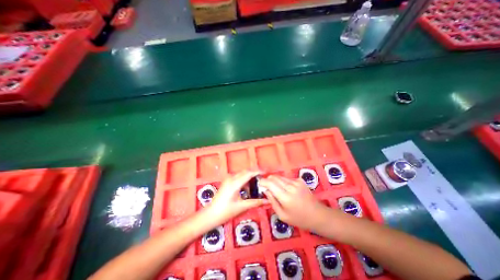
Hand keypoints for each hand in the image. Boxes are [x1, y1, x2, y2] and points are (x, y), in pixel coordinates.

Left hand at [205, 170, 267, 223]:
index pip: (249, 173)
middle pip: (246, 172)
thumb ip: (255, 202)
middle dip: (255, 173)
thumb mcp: (242, 207)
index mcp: (235, 183)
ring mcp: (228, 179)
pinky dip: (245, 179)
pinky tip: (248, 187)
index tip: (267, 173)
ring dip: (250, 176)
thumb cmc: (226, 211)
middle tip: (264, 178)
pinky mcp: (227, 181)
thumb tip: (268, 201)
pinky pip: (238, 177)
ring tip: (258, 183)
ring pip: (242, 174)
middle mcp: (231, 178)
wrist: (210, 214)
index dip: (258, 172)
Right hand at [258, 176, 328, 229]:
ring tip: (276, 189)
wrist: (318, 215)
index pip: (270, 183)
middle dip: (268, 180)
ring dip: (275, 181)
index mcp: (285, 197)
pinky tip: (286, 189)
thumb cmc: (299, 219)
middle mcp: (290, 186)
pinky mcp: (300, 180)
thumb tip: (266, 190)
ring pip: (280, 177)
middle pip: (274, 178)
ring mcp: (296, 182)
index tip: (259, 183)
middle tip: (266, 186)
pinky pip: (287, 178)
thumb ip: (272, 201)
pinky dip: (283, 182)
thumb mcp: (282, 215)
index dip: (263, 182)